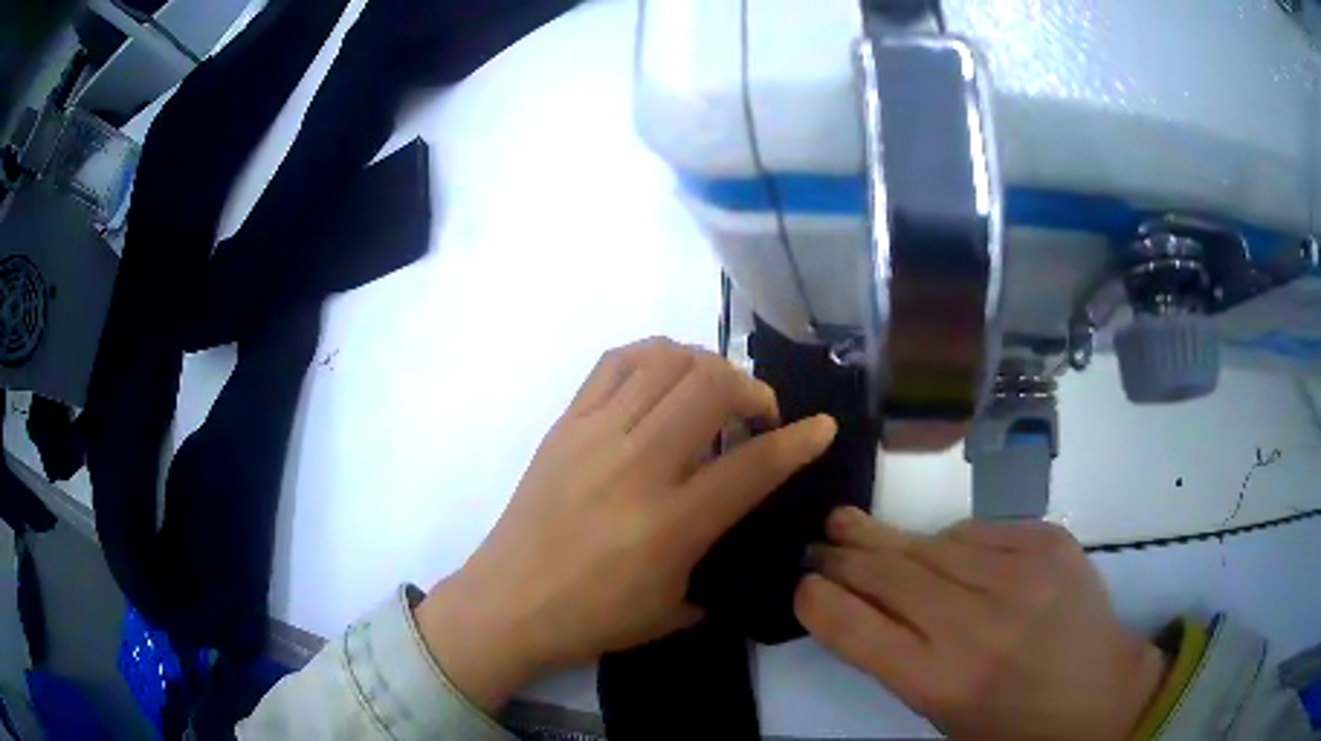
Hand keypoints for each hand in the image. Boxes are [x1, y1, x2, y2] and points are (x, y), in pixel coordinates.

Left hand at [416, 338, 837, 710]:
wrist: (509, 602)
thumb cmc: (594, 617)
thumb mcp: (676, 609)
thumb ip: (721, 561)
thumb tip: (741, 521)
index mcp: (672, 524)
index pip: (754, 464)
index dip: (799, 440)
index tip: (821, 427)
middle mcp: (638, 466)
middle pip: (711, 386)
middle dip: (752, 389)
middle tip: (755, 416)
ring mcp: (595, 435)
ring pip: (666, 361)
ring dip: (705, 366)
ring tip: (710, 394)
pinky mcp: (565, 423)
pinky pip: (615, 362)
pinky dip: (654, 356)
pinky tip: (664, 380)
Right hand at [796, 508, 1167, 740]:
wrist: (1098, 692)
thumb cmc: (1010, 720)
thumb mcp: (941, 711)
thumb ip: (898, 657)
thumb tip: (859, 602)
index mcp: (939, 679)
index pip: (853, 626)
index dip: (817, 598)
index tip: (802, 583)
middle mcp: (974, 623)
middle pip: (887, 574)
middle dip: (844, 554)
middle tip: (820, 538)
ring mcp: (1018, 574)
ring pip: (931, 543)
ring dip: (890, 540)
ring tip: (857, 528)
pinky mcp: (1047, 541)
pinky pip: (978, 531)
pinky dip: (953, 541)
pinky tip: (945, 550)